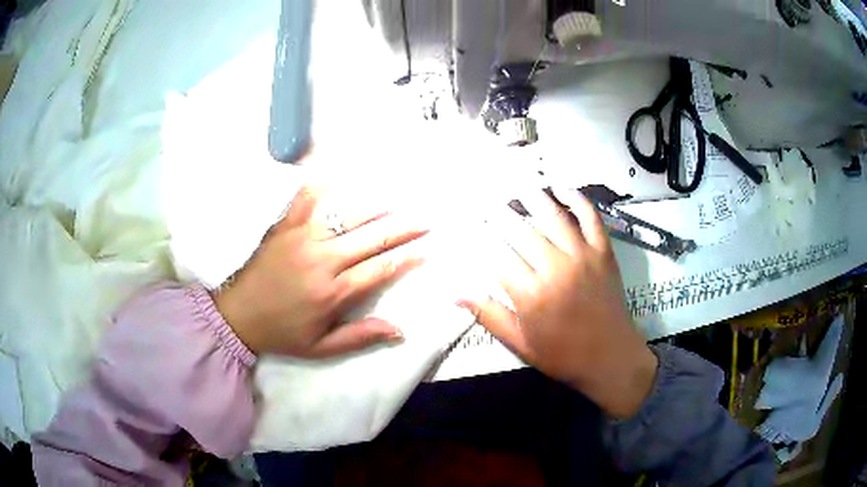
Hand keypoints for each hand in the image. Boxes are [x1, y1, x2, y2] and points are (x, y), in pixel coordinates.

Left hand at [213, 185, 427, 357]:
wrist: (238, 316)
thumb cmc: (282, 334)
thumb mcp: (321, 348)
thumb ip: (360, 337)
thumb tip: (399, 330)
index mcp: (333, 292)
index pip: (379, 269)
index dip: (406, 258)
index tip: (426, 248)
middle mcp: (322, 260)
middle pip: (370, 239)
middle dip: (402, 228)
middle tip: (424, 218)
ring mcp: (302, 238)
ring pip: (346, 217)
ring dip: (374, 207)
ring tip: (396, 199)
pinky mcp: (284, 227)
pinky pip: (305, 200)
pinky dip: (320, 184)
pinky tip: (335, 171)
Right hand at [459, 190, 657, 417]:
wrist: (611, 358)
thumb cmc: (563, 355)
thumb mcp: (520, 343)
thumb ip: (489, 315)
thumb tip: (455, 293)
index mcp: (531, 295)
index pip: (497, 256)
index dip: (480, 237)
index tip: (470, 225)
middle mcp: (555, 268)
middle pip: (521, 230)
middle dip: (500, 213)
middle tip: (488, 200)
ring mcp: (583, 256)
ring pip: (553, 216)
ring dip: (533, 197)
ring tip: (518, 186)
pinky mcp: (603, 252)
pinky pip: (590, 217)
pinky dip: (577, 199)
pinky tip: (562, 189)